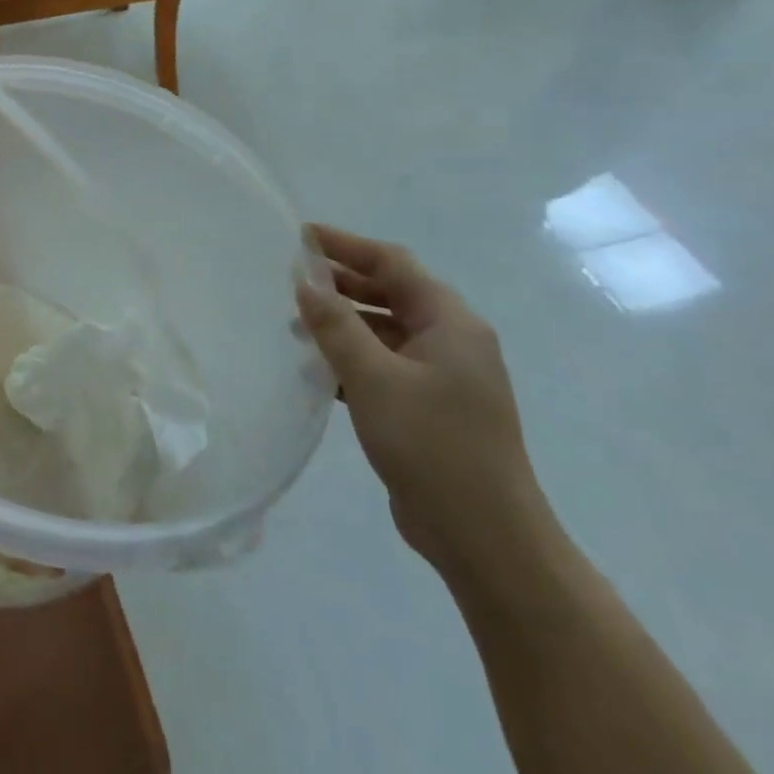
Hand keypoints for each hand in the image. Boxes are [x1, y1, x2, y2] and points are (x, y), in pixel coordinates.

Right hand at [295, 224, 550, 584]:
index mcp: (451, 324)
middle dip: (342, 283)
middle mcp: (452, 342)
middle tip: (289, 278)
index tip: (300, 237)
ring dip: (343, 322)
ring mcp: (444, 377)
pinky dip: (351, 357)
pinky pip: (384, 365)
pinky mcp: (430, 408)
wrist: (484, 537)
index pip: (394, 264)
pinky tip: (317, 369)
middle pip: (391, 293)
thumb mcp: (375, 378)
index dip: (347, 245)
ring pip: (385, 331)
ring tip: (293, 324)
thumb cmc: (432, 446)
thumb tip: (305, 280)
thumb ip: (336, 325)